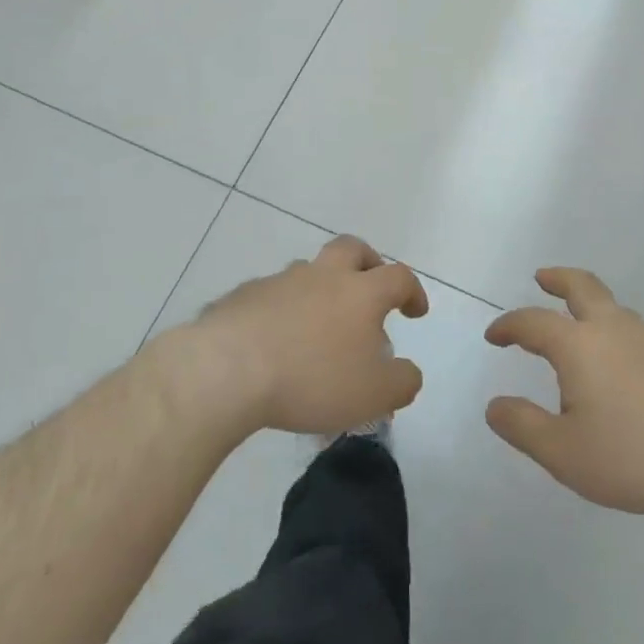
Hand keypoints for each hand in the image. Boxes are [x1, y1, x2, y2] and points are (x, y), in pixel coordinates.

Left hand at [180, 236, 428, 436]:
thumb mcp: (374, 395)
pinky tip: (275, 342)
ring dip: (321, 288)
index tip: (415, 311)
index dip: (412, 291)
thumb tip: (407, 372)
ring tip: (318, 327)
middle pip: (352, 249)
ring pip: (308, 271)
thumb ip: (402, 382)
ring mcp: (280, 282)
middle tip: (370, 288)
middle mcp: (322, 275)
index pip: (398, 277)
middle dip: (368, 263)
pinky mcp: (244, 297)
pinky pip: (271, 296)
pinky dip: (282, 311)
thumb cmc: (312, 379)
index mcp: (360, 292)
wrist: (228, 370)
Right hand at [485, 268, 643, 520]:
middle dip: (558, 279)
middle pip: (582, 286)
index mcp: (579, 345)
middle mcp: (614, 329)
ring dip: (590, 309)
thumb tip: (494, 405)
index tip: (494, 335)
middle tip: (542, 278)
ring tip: (581, 335)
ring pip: (614, 309)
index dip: (509, 325)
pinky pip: (639, 334)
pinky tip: (624, 371)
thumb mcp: (562, 453)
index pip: (533, 322)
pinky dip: (619, 336)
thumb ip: (522, 426)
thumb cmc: (631, 458)